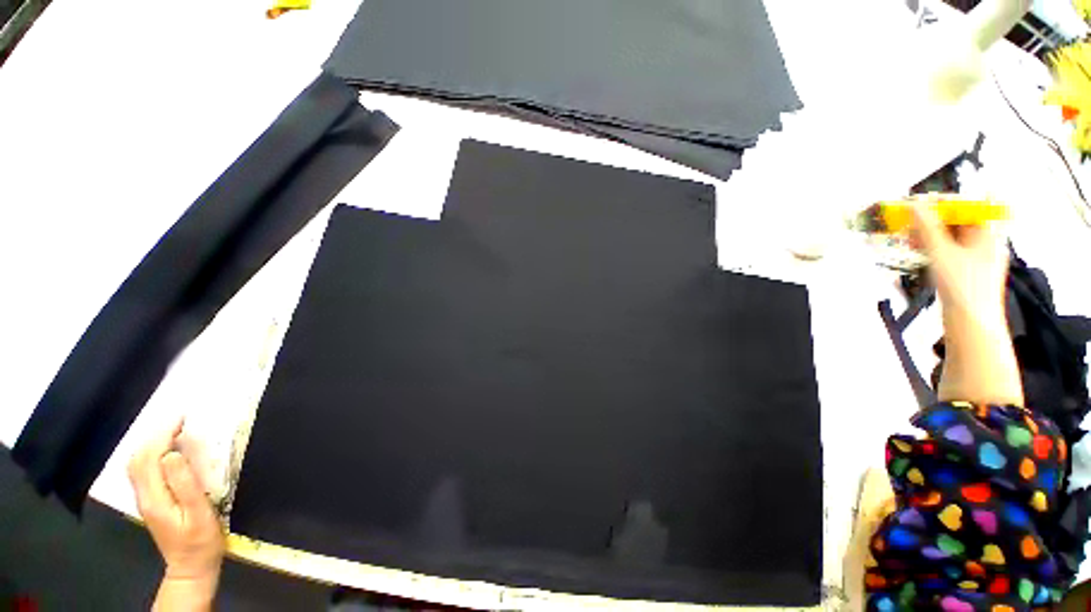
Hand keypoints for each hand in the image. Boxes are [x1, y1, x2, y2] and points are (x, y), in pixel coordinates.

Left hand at [128, 419, 224, 583]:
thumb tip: (172, 454)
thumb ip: (185, 484)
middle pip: (138, 459)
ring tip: (172, 430)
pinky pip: (142, 471)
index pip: (150, 458)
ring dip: (151, 443)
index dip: (163, 435)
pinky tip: (165, 452)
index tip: (181, 418)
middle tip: (178, 419)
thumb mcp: (199, 514)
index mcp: (155, 497)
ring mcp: (145, 500)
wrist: (191, 566)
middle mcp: (144, 496)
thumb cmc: (201, 540)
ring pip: (137, 465)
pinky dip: (150, 454)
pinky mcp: (151, 502)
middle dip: (155, 435)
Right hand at [911, 200, 1022, 405]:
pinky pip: (949, 249)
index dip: (944, 201)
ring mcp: (977, 257)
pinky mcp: (966, 270)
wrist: (970, 325)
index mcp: (988, 232)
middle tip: (907, 220)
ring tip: (907, 235)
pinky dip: (932, 246)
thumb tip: (913, 205)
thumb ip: (927, 227)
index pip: (969, 205)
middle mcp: (986, 241)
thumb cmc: (962, 286)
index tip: (918, 203)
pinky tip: (917, 249)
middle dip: (933, 217)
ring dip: (929, 232)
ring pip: (951, 235)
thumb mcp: (941, 253)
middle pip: (960, 220)